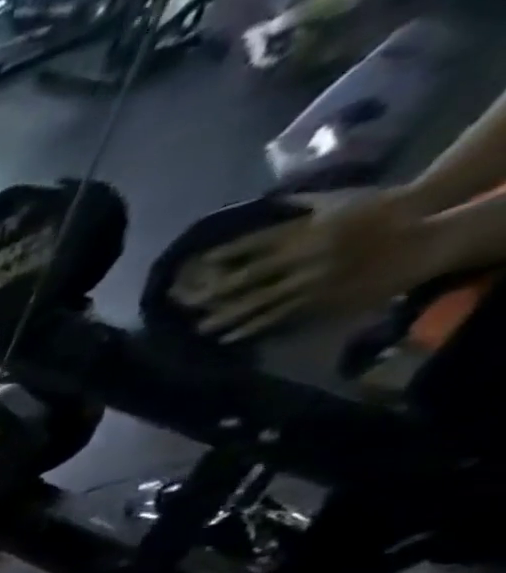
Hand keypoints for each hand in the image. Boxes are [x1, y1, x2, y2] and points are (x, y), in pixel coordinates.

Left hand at [171, 190, 429, 341]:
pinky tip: (230, 338)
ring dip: (227, 316)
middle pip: (248, 277)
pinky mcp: (318, 299)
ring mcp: (310, 280)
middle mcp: (303, 256)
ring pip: (258, 302)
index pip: (256, 242)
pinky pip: (278, 316)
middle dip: (214, 291)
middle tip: (185, 303)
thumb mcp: (337, 200)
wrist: (422, 231)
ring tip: (199, 328)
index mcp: (306, 229)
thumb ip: (298, 205)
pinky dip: (251, 327)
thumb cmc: (376, 209)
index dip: (225, 254)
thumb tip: (264, 202)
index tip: (199, 263)